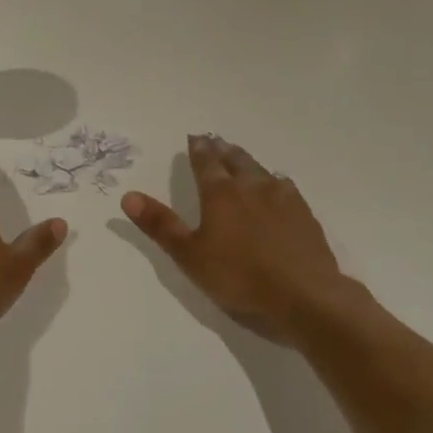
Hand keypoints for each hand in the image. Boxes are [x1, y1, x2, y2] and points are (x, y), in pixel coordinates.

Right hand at [122, 134, 350, 346]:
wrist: (303, 294)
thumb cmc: (239, 276)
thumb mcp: (189, 255)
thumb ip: (161, 225)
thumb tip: (128, 195)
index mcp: (221, 194)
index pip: (206, 163)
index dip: (199, 149)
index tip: (195, 137)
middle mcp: (252, 186)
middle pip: (235, 160)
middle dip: (222, 150)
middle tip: (215, 141)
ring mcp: (282, 198)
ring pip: (260, 170)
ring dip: (247, 161)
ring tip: (240, 158)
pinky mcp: (304, 213)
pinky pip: (284, 186)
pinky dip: (273, 180)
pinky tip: (277, 186)